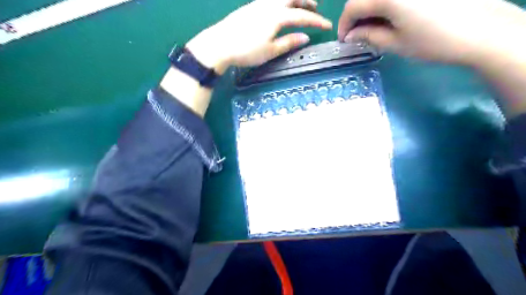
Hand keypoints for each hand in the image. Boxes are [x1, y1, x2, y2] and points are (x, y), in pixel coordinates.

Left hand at [186, 0, 331, 72]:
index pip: (302, 16)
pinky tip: (280, 10)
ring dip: (294, 0)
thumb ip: (288, 42)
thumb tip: (306, 37)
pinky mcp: (250, 7)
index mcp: (277, 16)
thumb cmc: (246, 50)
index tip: (328, 26)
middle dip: (306, 0)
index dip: (317, 21)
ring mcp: (258, 4)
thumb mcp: (270, 51)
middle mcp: (269, 5)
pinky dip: (282, 2)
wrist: (219, 44)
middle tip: (315, 7)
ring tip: (300, 7)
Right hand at [337, 0, 525, 64]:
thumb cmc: (433, 42)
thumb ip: (368, 36)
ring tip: (373, 26)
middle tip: (358, 34)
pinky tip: (390, 15)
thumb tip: (350, 35)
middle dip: (355, 15)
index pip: (352, 7)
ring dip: (370, 8)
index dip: (344, 24)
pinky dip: (385, 3)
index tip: (345, 39)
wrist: (481, 30)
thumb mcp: (395, 43)